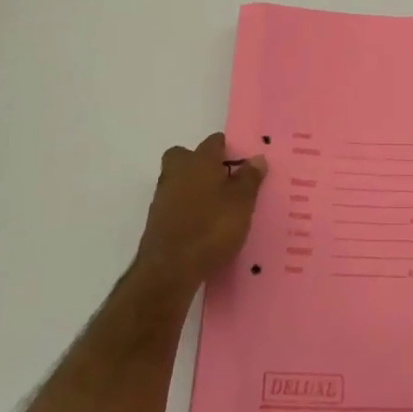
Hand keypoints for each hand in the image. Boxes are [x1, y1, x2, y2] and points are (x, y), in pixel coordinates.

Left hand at [134, 133, 265, 290]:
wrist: (169, 269)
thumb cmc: (211, 228)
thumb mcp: (242, 203)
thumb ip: (250, 178)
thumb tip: (257, 157)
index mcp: (199, 160)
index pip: (214, 142)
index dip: (229, 150)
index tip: (243, 165)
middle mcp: (177, 171)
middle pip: (187, 156)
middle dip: (203, 165)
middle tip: (224, 183)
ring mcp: (163, 195)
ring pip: (179, 180)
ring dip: (194, 188)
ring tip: (217, 208)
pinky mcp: (156, 219)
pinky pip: (175, 204)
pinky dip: (186, 209)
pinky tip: (202, 226)